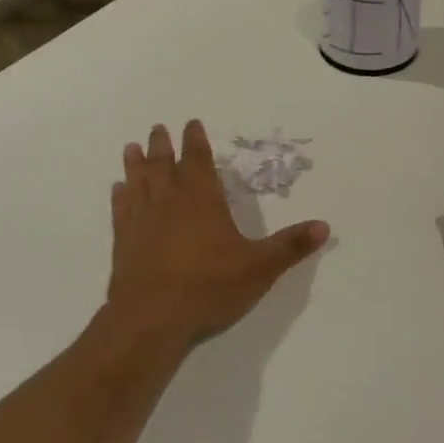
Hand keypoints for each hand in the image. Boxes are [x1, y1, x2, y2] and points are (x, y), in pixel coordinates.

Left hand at [107, 121, 328, 345]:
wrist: (152, 318)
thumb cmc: (209, 287)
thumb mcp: (260, 268)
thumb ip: (290, 246)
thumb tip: (325, 226)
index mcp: (202, 201)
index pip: (198, 161)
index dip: (196, 141)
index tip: (191, 124)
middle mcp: (169, 203)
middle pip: (164, 166)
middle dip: (162, 146)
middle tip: (157, 128)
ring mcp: (142, 221)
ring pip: (138, 182)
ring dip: (135, 164)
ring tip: (131, 147)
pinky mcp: (123, 243)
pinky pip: (121, 210)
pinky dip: (120, 196)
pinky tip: (118, 190)